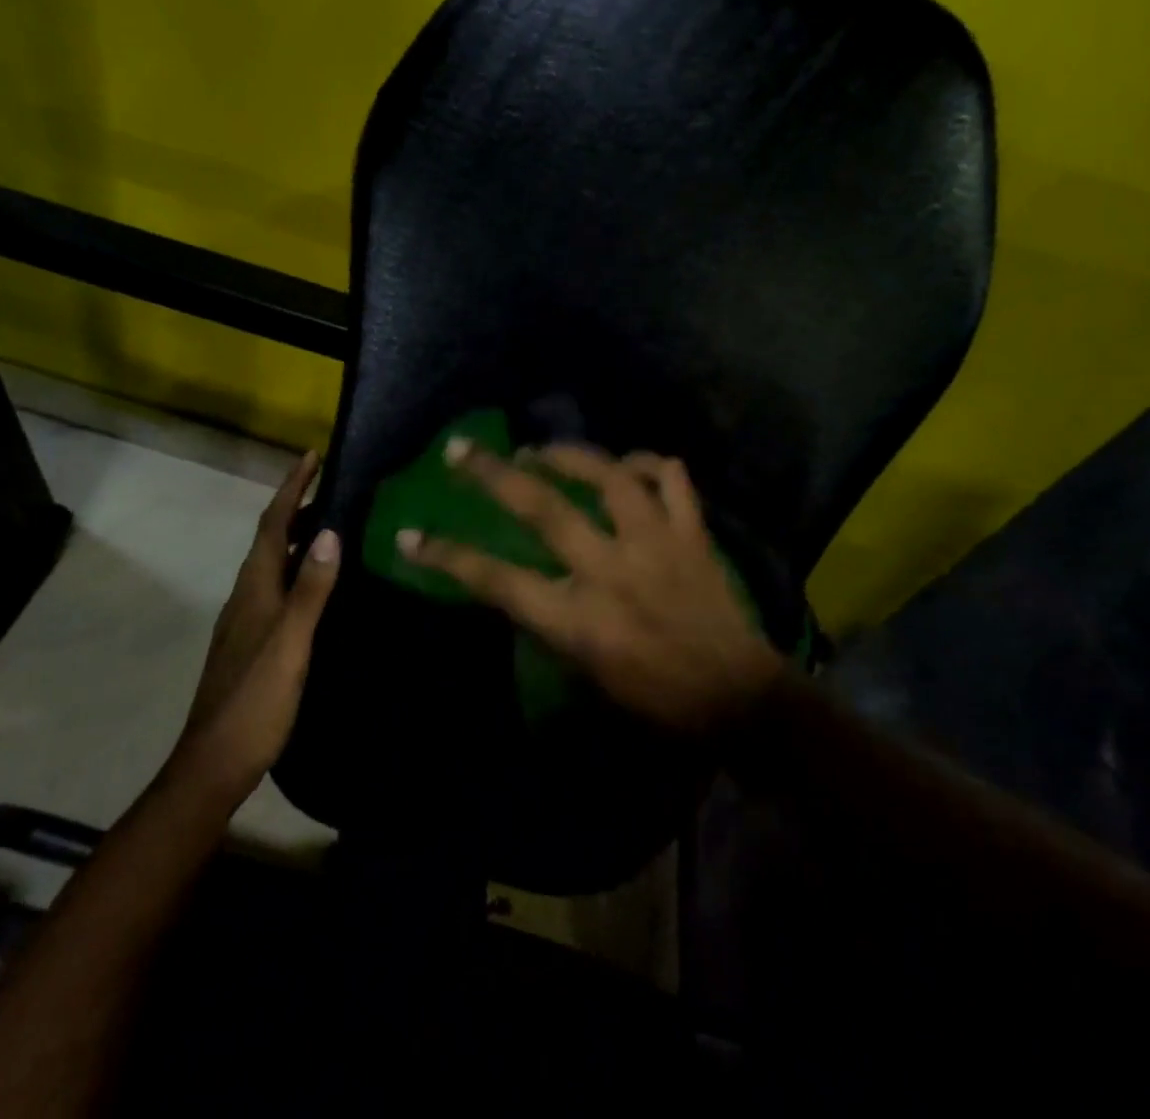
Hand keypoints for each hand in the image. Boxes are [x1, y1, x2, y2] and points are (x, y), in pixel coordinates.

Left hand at [166, 451, 338, 802]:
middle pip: (269, 538)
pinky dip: (295, 568)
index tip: (311, 456)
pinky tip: (315, 583)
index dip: (290, 488)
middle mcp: (246, 595)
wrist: (214, 762)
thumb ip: (310, 589)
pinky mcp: (251, 641)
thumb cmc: (255, 700)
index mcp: (254, 589)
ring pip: (271, 563)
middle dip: (295, 506)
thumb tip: (329, 532)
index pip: (271, 524)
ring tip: (330, 525)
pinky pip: (276, 587)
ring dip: (295, 537)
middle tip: (331, 487)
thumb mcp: (291, 643)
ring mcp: (245, 620)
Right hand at [397, 440, 780, 733]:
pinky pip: (669, 478)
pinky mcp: (692, 533)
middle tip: (463, 449)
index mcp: (578, 617)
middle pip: (542, 508)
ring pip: (608, 476)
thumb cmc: (657, 701)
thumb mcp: (587, 675)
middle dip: (494, 474)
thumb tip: (525, 585)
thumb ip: (551, 624)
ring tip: (541, 448)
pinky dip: (646, 464)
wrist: (739, 699)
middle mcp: (610, 570)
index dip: (448, 556)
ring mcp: (655, 543)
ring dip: (568, 454)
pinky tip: (628, 466)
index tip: (411, 534)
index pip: (496, 580)